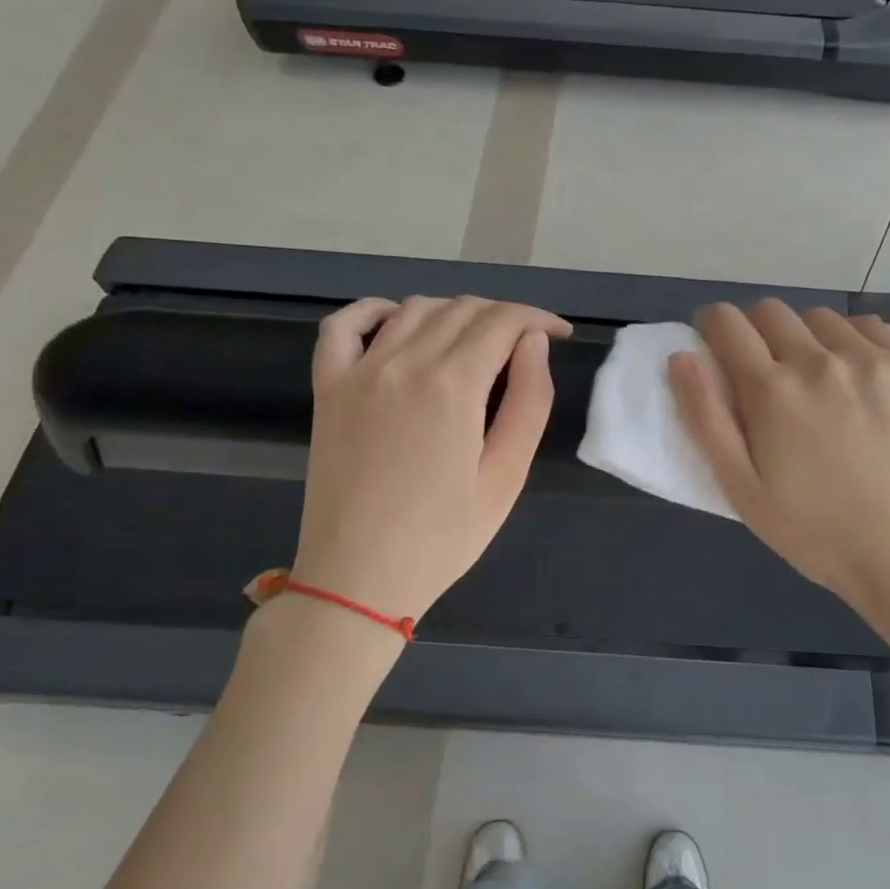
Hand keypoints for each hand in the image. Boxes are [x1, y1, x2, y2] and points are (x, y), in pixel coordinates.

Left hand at [292, 296, 571, 622]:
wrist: (357, 579)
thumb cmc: (444, 537)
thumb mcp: (507, 477)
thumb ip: (529, 402)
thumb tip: (533, 343)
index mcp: (452, 386)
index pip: (502, 321)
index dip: (539, 319)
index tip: (561, 334)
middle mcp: (403, 363)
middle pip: (462, 309)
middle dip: (505, 317)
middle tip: (527, 348)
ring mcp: (358, 372)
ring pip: (414, 309)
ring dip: (455, 313)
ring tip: (478, 343)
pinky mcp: (328, 389)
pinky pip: (343, 326)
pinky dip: (375, 310)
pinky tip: (398, 321)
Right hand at [668, 300, 889, 620]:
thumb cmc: (814, 531)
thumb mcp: (742, 490)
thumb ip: (705, 420)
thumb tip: (682, 357)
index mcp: (772, 392)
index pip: (726, 322)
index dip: (711, 329)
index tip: (716, 351)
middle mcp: (820, 360)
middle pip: (770, 311)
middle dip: (755, 333)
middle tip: (764, 375)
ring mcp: (872, 359)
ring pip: (819, 317)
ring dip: (804, 337)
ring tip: (815, 379)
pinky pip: (870, 326)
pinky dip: (852, 340)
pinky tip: (857, 377)